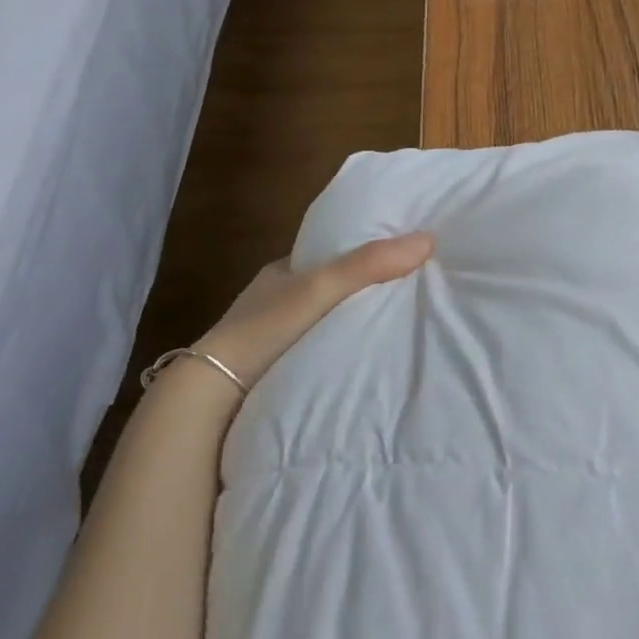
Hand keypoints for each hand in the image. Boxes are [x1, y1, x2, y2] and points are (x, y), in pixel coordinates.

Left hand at [194, 233, 434, 389]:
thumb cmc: (263, 329)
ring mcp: (273, 337)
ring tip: (397, 323)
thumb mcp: (320, 288)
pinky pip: (317, 350)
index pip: (331, 252)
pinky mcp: (274, 370)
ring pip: (323, 320)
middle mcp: (276, 299)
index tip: (401, 254)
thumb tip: (428, 240)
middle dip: (362, 289)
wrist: (210, 398)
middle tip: (409, 290)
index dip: (363, 250)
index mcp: (282, 270)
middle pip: (330, 287)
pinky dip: (338, 349)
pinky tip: (363, 357)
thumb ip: (369, 265)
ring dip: (350, 322)